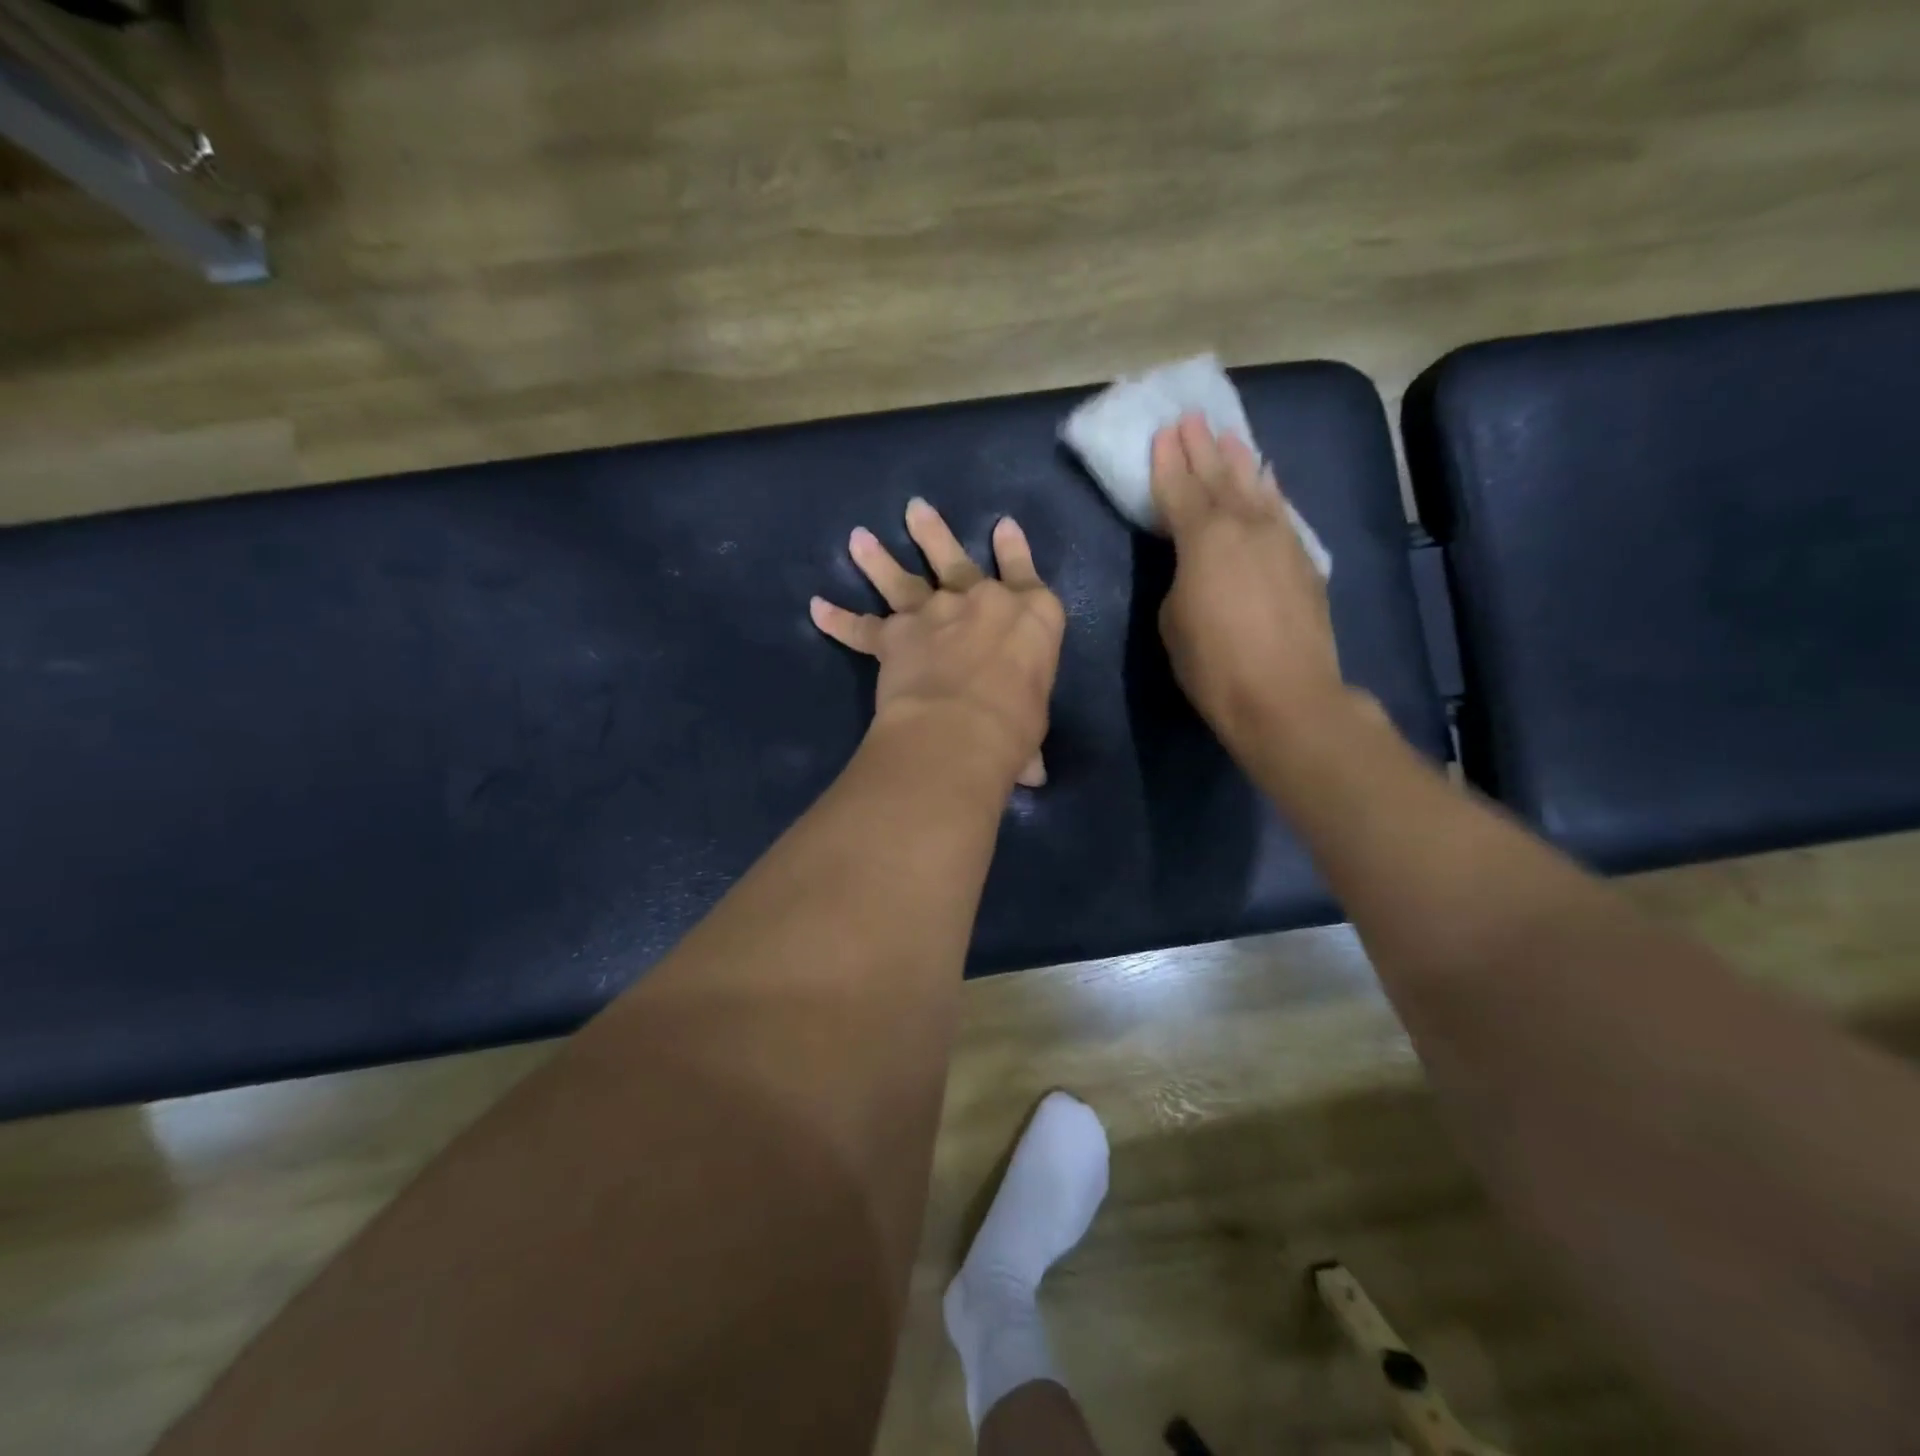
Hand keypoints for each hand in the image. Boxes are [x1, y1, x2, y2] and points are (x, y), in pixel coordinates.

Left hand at [811, 498, 1064, 788]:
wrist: (961, 728)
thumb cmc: (1017, 726)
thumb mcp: (1034, 727)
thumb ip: (1027, 740)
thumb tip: (1033, 775)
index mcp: (1031, 615)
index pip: (1024, 573)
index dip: (1015, 550)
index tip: (1004, 525)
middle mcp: (981, 602)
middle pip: (955, 559)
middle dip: (934, 533)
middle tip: (914, 508)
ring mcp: (934, 613)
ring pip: (903, 578)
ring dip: (879, 558)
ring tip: (858, 538)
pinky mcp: (895, 636)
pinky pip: (861, 627)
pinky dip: (838, 619)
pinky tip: (817, 608)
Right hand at [1151, 414, 1347, 752]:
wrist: (1285, 696)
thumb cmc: (1213, 664)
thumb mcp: (1173, 620)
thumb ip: (1180, 579)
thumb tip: (1195, 568)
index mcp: (1203, 538)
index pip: (1180, 489)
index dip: (1168, 462)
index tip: (1163, 433)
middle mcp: (1245, 526)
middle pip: (1220, 476)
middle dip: (1203, 447)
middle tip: (1192, 418)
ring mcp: (1280, 540)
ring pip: (1257, 488)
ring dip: (1241, 460)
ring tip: (1230, 435)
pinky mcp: (1304, 561)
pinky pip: (1281, 512)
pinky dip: (1270, 492)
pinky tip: (1268, 481)